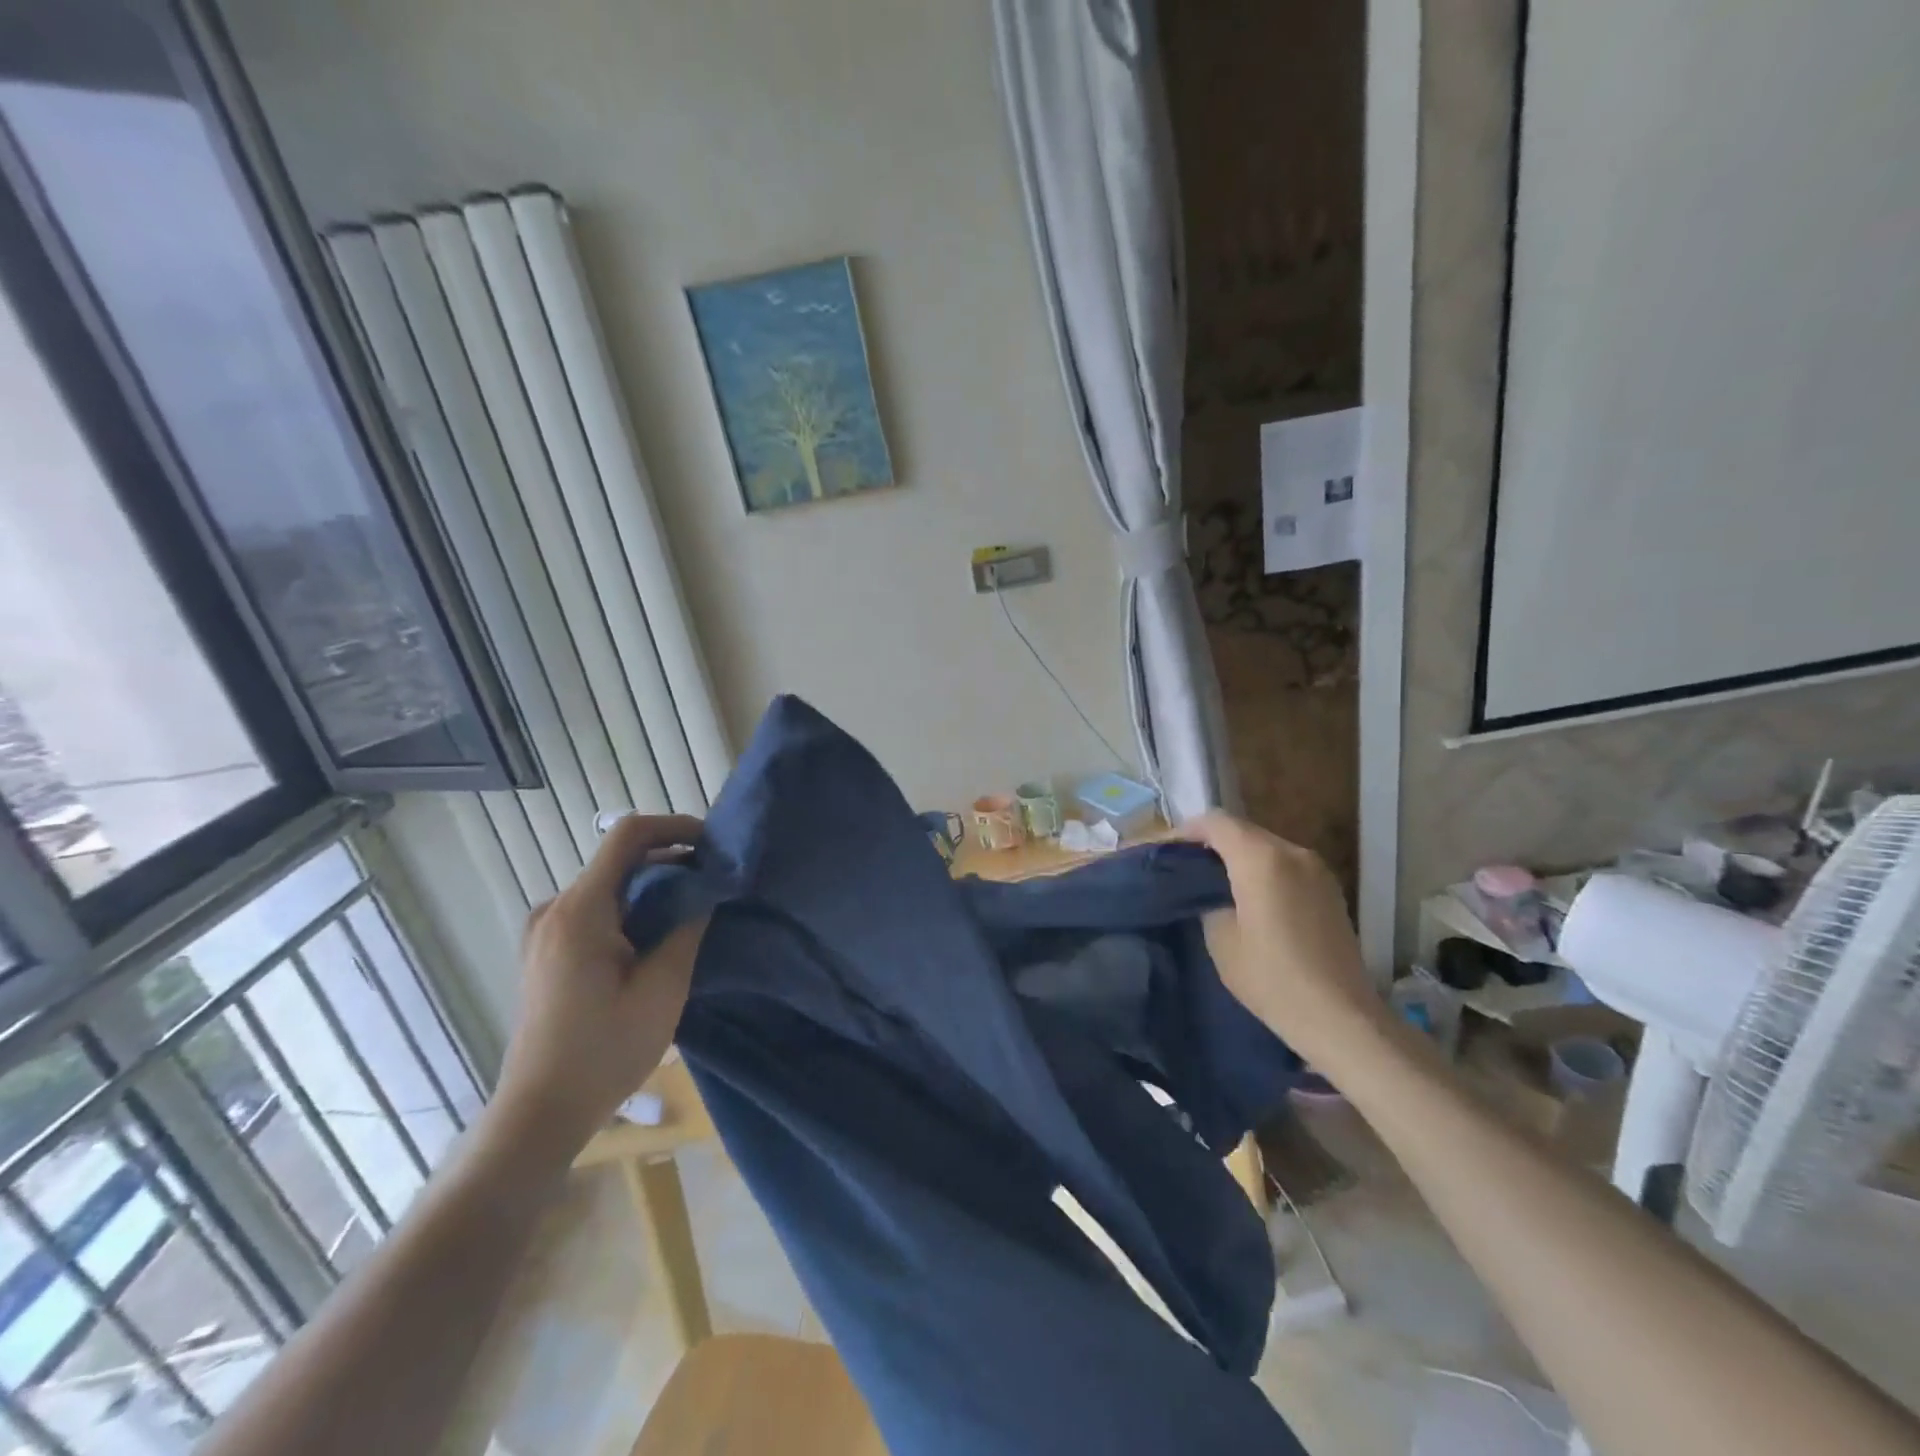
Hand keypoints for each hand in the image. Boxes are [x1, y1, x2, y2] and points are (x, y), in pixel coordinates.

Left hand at [483, 814, 707, 1174]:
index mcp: (580, 910)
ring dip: (652, 887)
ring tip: (692, 911)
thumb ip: (688, 926)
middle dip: (671, 861)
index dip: (675, 827)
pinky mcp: (546, 951)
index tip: (713, 845)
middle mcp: (555, 909)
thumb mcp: (663, 987)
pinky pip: (595, 910)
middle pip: (619, 859)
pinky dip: (631, 908)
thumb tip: (707, 887)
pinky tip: (656, 937)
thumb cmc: (605, 1051)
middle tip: (714, 883)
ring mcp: (545, 930)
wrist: (540, 1113)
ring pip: (609, 885)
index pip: (628, 835)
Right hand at [1181, 813, 1384, 1064]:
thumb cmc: (1271, 978)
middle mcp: (1292, 852)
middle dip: (1211, 843)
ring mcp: (1316, 869)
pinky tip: (1250, 898)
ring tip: (1214, 884)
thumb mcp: (1221, 939)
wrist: (1340, 1017)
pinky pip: (1286, 865)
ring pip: (1265, 846)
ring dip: (1238, 857)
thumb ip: (1208, 899)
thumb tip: (1208, 889)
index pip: (1216, 822)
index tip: (1166, 853)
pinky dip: (1262, 870)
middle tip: (1185, 869)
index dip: (1186, 831)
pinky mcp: (1329, 889)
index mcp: (1261, 858)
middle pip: (1242, 830)